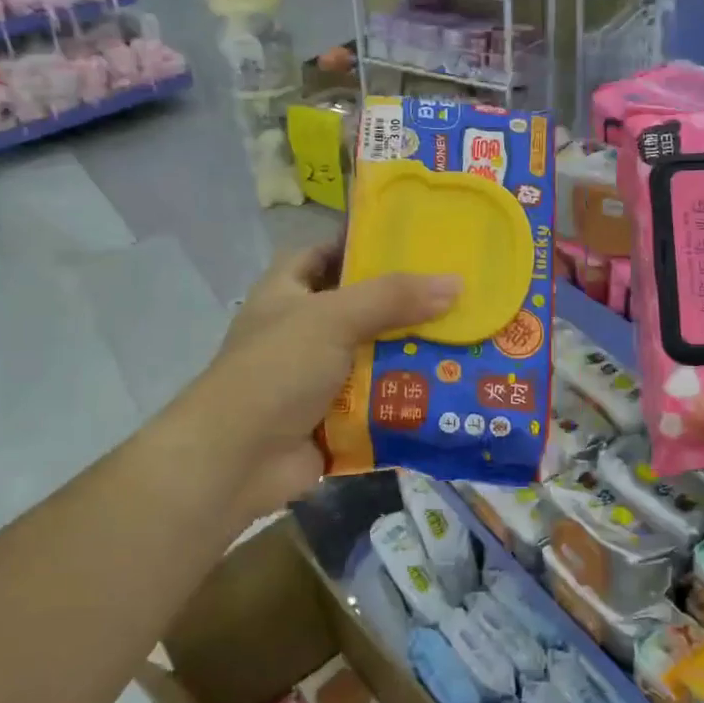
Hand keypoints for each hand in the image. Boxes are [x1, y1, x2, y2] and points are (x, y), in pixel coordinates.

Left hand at [180, 245, 459, 519]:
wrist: (236, 459)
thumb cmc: (277, 370)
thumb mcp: (333, 318)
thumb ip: (392, 298)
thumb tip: (455, 283)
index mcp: (288, 291)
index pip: (327, 253)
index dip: (364, 245)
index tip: (416, 242)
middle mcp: (303, 329)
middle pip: (361, 307)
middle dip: (405, 305)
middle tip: (459, 294)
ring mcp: (318, 376)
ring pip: (374, 356)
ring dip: (411, 354)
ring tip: (467, 340)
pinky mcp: (334, 417)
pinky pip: (378, 400)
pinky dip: (407, 397)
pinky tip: (451, 390)